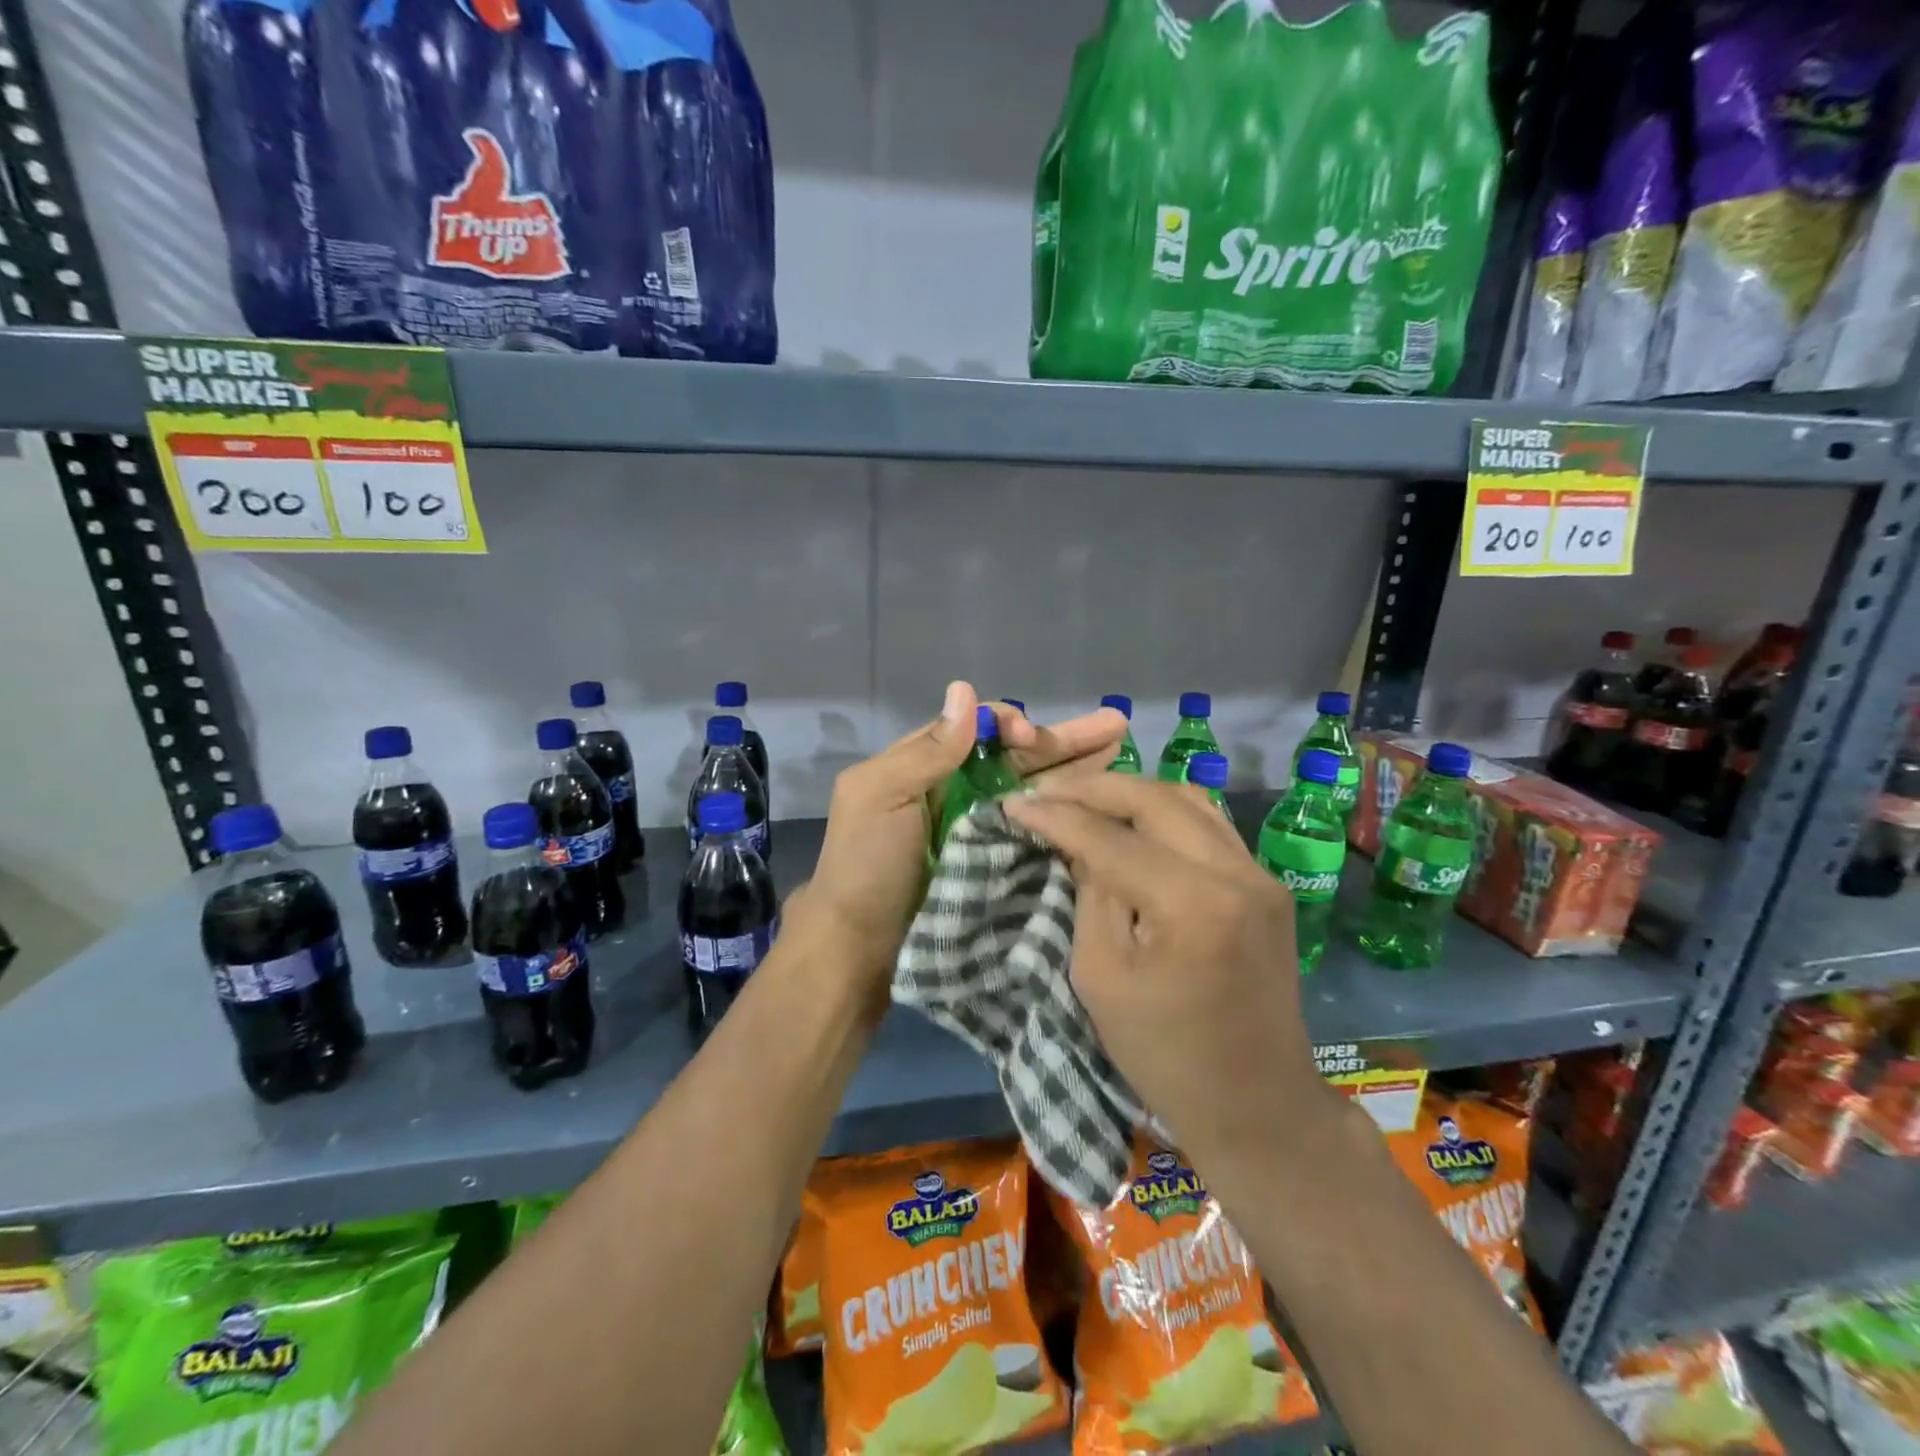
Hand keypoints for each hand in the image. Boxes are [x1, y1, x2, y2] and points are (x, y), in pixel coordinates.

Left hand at [803, 682, 1127, 994]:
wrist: (862, 946)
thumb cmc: (866, 865)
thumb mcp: (880, 796)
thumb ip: (927, 750)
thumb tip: (966, 690)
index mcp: (926, 764)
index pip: (980, 728)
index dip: (1011, 724)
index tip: (1032, 738)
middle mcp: (959, 789)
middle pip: (1017, 755)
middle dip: (1064, 738)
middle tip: (1115, 724)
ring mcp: (982, 826)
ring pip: (1033, 786)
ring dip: (1075, 766)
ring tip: (1121, 747)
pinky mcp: (999, 860)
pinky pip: (1036, 825)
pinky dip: (1066, 809)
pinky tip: (1101, 797)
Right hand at [1003, 774, 1341, 1169]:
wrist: (1257, 1105)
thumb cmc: (1164, 1055)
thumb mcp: (1101, 977)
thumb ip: (1089, 895)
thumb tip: (1075, 840)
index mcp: (1193, 906)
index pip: (1111, 838)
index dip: (1056, 816)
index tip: (1012, 803)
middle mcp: (1237, 874)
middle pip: (1155, 798)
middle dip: (1092, 789)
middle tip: (1045, 791)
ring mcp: (1261, 875)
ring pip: (1188, 799)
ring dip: (1130, 792)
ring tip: (1082, 797)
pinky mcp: (1267, 884)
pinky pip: (1209, 824)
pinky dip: (1163, 812)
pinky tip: (1129, 819)